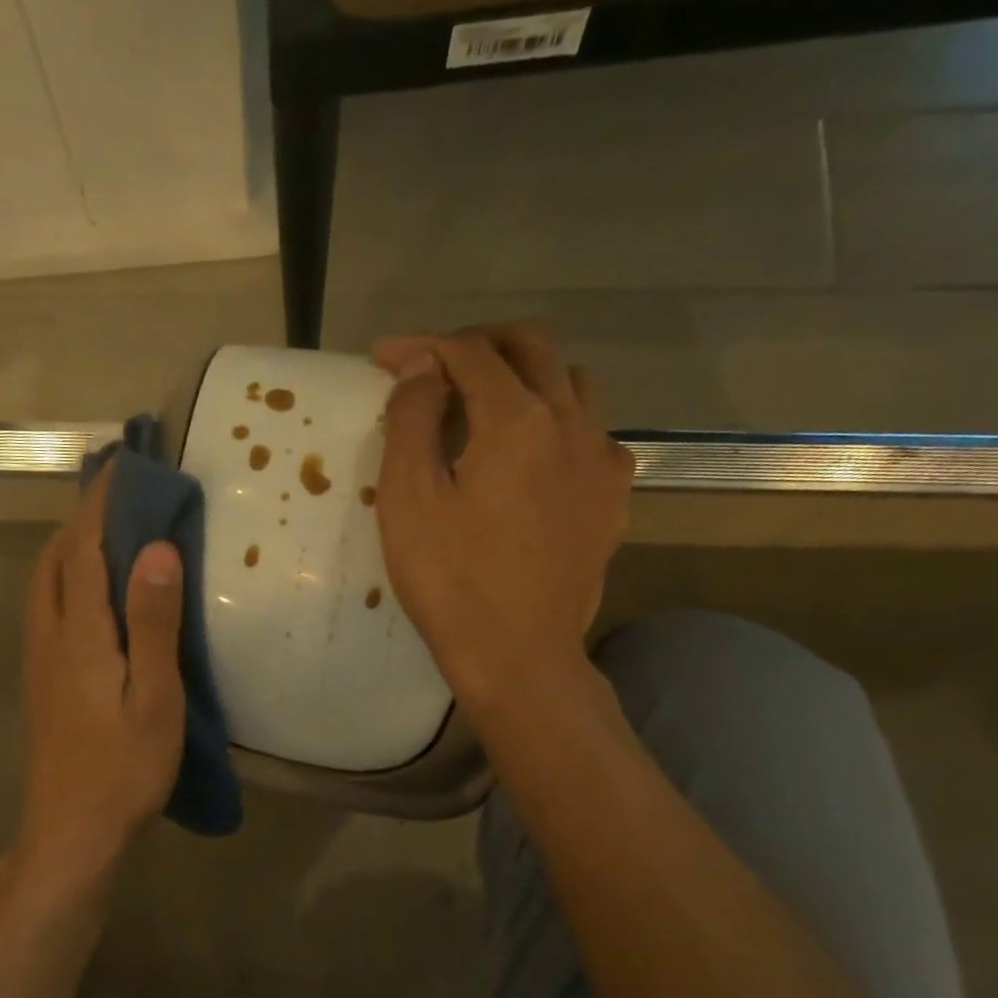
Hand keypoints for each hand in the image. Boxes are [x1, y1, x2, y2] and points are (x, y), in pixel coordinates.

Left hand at [8, 462, 185, 897]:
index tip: (123, 465)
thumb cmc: (123, 770)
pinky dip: (65, 579)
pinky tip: (90, 595)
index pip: (84, 548)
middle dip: (80, 518)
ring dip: (68, 547)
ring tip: (107, 534)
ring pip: (43, 584)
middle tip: (120, 496)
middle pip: (53, 559)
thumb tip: (156, 549)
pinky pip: (46, 610)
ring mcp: (38, 662)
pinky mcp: (40, 684)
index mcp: (80, 635)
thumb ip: (154, 624)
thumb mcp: (155, 700)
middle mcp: (49, 638)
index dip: (101, 503)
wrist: (71, 834)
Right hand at [372, 323, 633, 713]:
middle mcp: (572, 422)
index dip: (423, 346)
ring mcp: (602, 459)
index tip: (384, 355)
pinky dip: (557, 420)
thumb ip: (412, 420)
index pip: (469, 354)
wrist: (518, 654)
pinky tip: (533, 455)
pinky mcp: (613, 496)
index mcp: (516, 420)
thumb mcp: (408, 500)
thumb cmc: (450, 581)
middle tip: (436, 362)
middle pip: (532, 348)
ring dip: (525, 374)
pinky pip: (592, 431)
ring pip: (571, 382)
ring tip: (485, 401)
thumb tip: (421, 365)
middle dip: (480, 343)